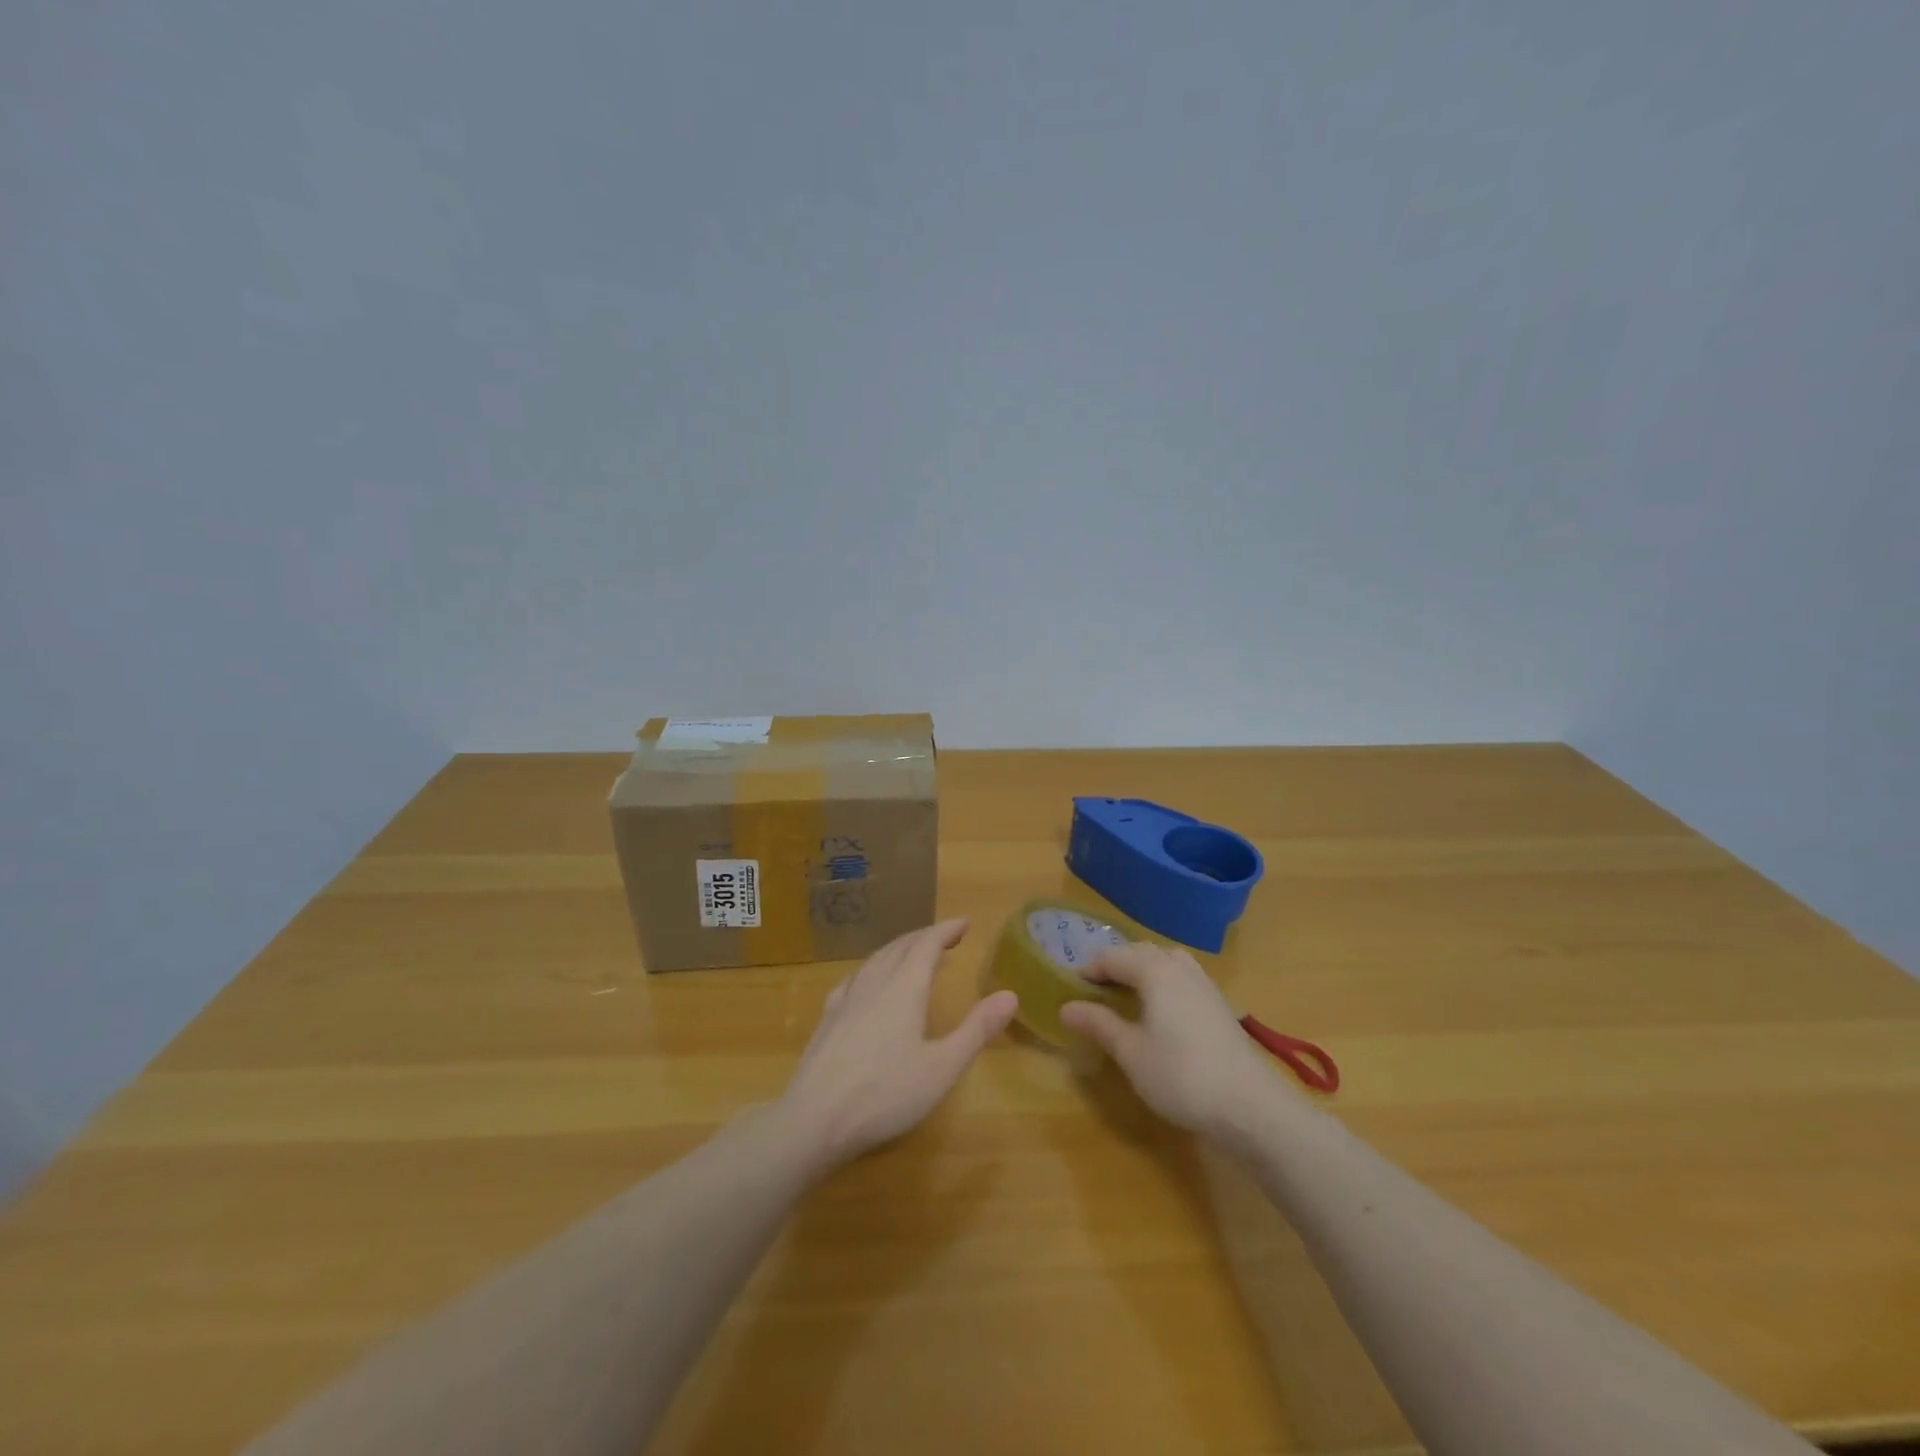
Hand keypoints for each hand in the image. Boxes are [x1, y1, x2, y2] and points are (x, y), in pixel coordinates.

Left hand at [779, 919, 1017, 1172]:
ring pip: (875, 959)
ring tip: (911, 952)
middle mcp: (874, 984)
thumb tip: (1010, 995)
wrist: (815, 1119)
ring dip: (898, 949)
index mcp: (904, 988)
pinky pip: (854, 978)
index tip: (964, 923)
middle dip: (924, 937)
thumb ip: (977, 1030)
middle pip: (900, 947)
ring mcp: (846, 999)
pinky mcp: (827, 1018)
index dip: (946, 930)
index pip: (927, 945)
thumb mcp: (942, 1067)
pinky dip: (871, 968)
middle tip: (945, 936)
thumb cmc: (886, 1094)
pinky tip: (867, 981)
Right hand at [1059, 942, 1280, 1138]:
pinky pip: (1183, 977)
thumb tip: (1066, 1007)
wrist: (1251, 1105)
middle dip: (1116, 964)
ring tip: (1127, 994)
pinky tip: (1161, 1011)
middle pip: (1141, 952)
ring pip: (1166, 962)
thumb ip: (1099, 1024)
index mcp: (1154, 971)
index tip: (1071, 987)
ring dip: (1143, 969)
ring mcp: (1204, 984)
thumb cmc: (1181, 1076)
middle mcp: (1180, 968)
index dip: (1090, 969)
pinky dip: (1164, 982)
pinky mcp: (1219, 1004)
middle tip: (1096, 989)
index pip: (1113, 957)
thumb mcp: (1131, 1052)